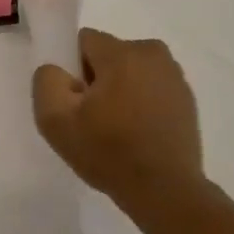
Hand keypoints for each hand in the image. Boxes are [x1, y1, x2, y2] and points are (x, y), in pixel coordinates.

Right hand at [32, 28, 206, 223]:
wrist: (165, 191)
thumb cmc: (109, 153)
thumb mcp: (56, 121)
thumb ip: (47, 82)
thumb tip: (57, 70)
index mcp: (123, 52)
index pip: (84, 41)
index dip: (72, 70)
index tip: (76, 102)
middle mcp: (153, 53)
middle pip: (108, 55)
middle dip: (97, 80)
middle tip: (94, 120)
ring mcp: (174, 76)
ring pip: (131, 71)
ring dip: (120, 91)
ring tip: (118, 131)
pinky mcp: (187, 98)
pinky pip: (151, 88)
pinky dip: (142, 103)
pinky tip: (139, 135)